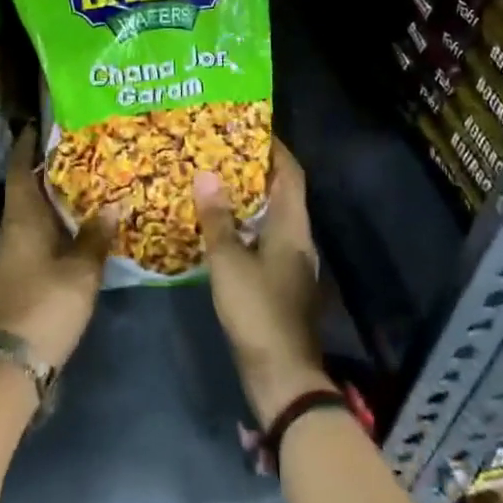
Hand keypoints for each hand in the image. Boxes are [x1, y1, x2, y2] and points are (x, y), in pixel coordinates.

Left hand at [0, 126, 114, 370]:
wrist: (12, 362)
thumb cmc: (46, 305)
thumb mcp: (81, 270)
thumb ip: (96, 235)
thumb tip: (113, 204)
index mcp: (22, 216)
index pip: (19, 167)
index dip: (28, 143)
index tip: (44, 122)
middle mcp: (12, 226)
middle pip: (26, 185)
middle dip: (48, 165)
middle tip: (80, 146)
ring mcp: (12, 250)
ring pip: (32, 209)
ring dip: (53, 193)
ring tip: (85, 178)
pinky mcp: (18, 270)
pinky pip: (36, 230)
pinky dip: (54, 218)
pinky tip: (77, 221)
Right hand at [195, 139, 332, 423]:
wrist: (282, 375)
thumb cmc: (258, 311)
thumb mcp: (229, 262)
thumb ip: (217, 219)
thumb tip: (205, 175)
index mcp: (292, 226)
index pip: (290, 173)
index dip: (274, 148)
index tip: (249, 127)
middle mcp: (297, 238)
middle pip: (280, 192)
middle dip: (253, 169)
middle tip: (219, 151)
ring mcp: (290, 262)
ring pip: (270, 217)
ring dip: (246, 198)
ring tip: (213, 182)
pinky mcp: (279, 282)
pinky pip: (262, 239)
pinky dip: (243, 226)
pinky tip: (217, 227)